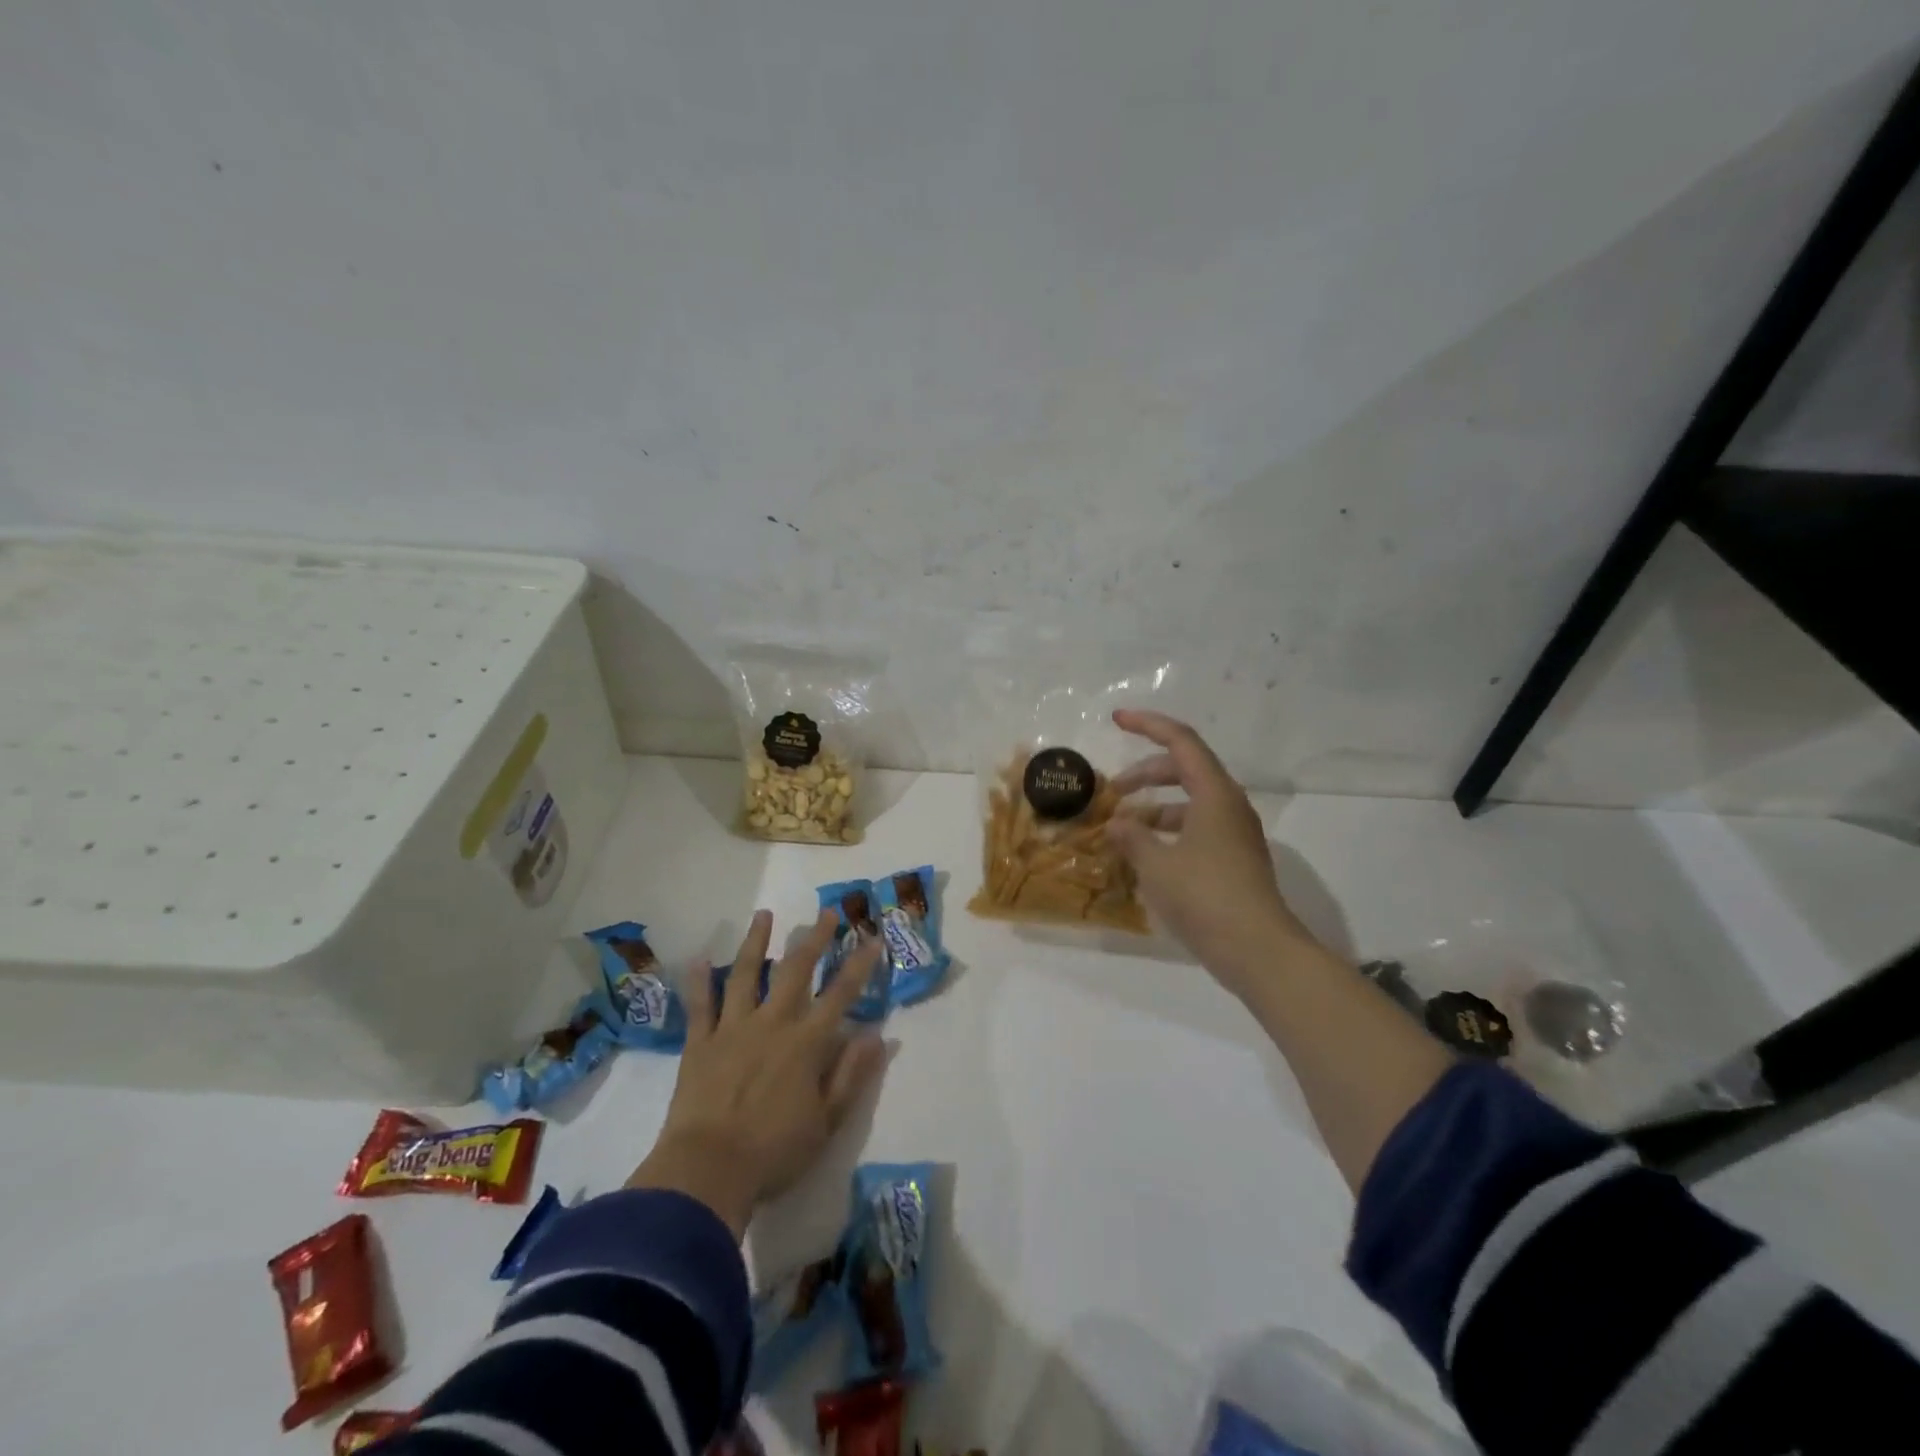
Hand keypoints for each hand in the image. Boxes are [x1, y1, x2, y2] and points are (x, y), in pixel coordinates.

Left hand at [627, 909, 887, 1238]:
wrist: (706, 1171)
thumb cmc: (774, 1152)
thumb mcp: (827, 1122)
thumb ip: (852, 1075)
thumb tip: (878, 1035)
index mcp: (806, 1043)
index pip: (841, 994)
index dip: (859, 965)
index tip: (873, 937)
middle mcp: (772, 1023)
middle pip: (796, 971)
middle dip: (814, 939)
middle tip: (826, 912)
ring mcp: (732, 1029)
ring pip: (746, 975)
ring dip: (757, 942)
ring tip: (764, 914)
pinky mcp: (700, 1043)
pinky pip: (700, 1005)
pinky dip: (700, 981)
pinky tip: (700, 958)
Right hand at [1103, 709, 1315, 984]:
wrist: (1258, 951)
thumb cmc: (1205, 897)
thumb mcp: (1156, 865)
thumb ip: (1131, 837)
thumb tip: (1116, 824)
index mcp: (1214, 794)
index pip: (1180, 741)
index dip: (1147, 725)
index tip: (1116, 720)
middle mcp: (1228, 806)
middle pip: (1184, 770)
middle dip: (1145, 774)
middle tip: (1113, 790)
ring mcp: (1234, 834)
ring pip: (1190, 802)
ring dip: (1155, 807)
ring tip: (1123, 828)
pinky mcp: (1234, 860)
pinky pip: (1196, 828)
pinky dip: (1168, 831)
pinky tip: (1145, 856)